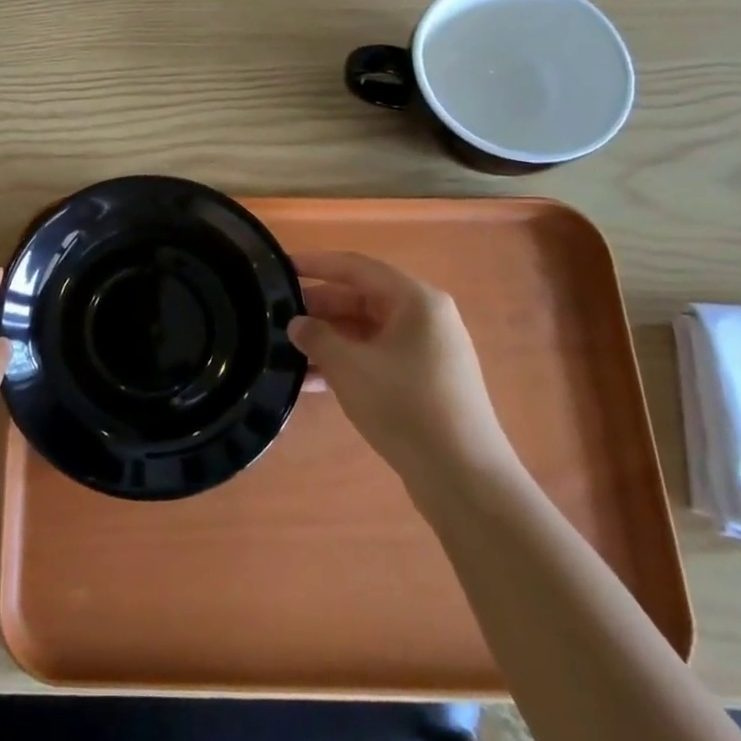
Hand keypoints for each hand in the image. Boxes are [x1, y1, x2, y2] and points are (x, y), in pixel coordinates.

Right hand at [288, 251, 511, 478]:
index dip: (317, 264)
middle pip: (363, 298)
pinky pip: (377, 358)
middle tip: (278, 315)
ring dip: (329, 339)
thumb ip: (317, 337)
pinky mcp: (425, 382)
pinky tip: (311, 381)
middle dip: (320, 307)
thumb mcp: (349, 366)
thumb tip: (297, 324)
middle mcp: (425, 318)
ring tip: (287, 349)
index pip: (357, 267)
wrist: (463, 476)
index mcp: (415, 300)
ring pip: (367, 332)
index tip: (282, 267)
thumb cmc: (405, 405)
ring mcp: (428, 352)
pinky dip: (347, 363)